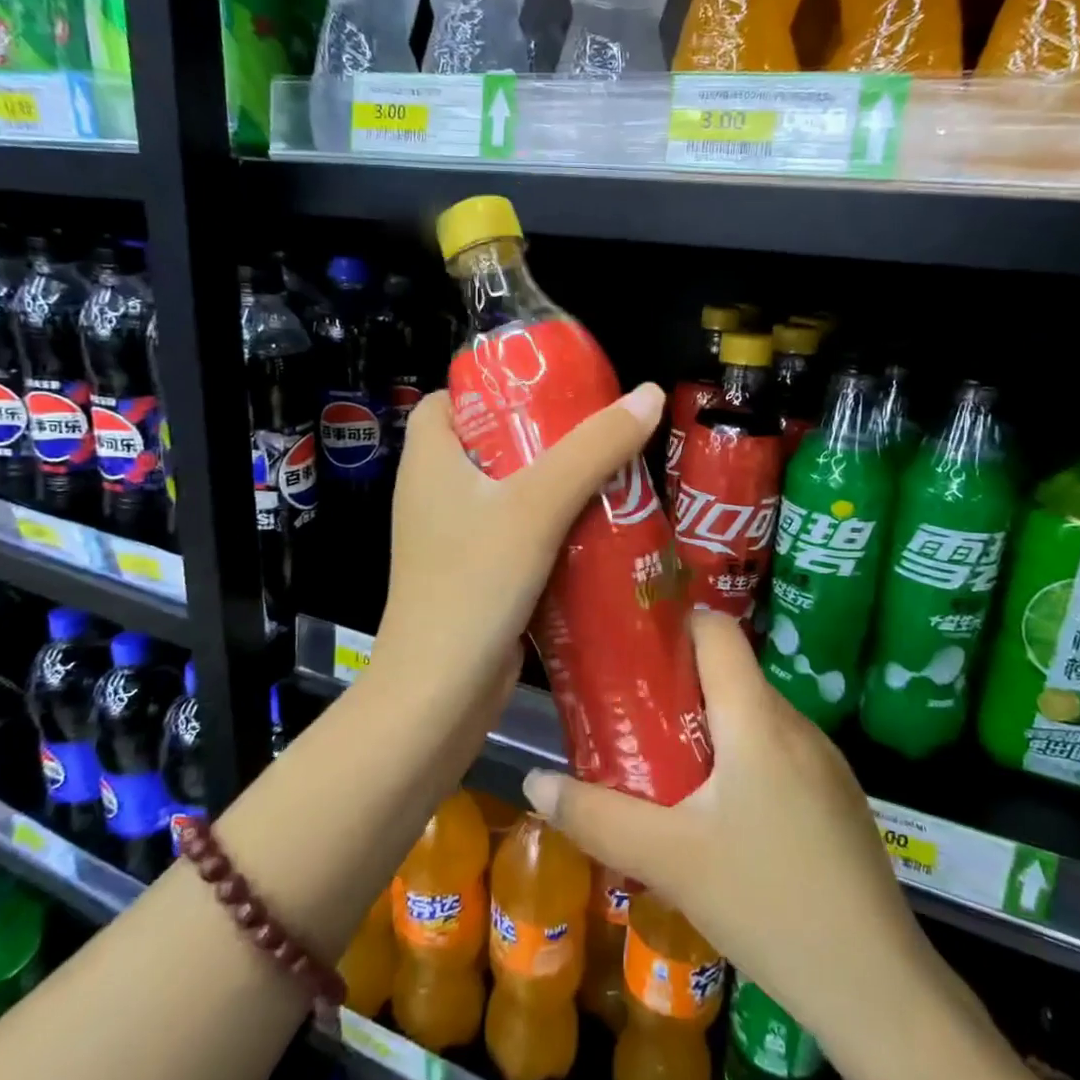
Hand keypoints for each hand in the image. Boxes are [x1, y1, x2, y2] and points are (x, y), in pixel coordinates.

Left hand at [373, 382, 665, 719]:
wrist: (441, 693)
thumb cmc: (475, 582)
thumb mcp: (538, 504)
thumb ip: (594, 448)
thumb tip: (650, 394)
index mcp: (429, 458)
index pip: (452, 398)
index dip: (496, 385)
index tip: (551, 389)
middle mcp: (435, 492)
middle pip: (491, 442)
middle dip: (545, 436)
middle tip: (600, 431)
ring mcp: (454, 537)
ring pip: (509, 492)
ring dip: (556, 484)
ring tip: (613, 473)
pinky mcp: (475, 574)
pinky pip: (517, 533)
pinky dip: (552, 526)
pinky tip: (599, 528)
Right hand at [521, 612, 945, 1048]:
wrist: (877, 988)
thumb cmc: (767, 902)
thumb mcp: (668, 860)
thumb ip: (596, 816)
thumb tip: (535, 781)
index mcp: (757, 717)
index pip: (718, 631)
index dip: (674, 626)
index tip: (630, 650)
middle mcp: (795, 723)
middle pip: (730, 675)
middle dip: (676, 687)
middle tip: (628, 719)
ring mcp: (825, 761)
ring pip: (753, 717)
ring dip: (707, 730)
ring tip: (663, 769)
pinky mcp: (837, 798)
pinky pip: (777, 752)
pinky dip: (740, 761)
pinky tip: (718, 817)